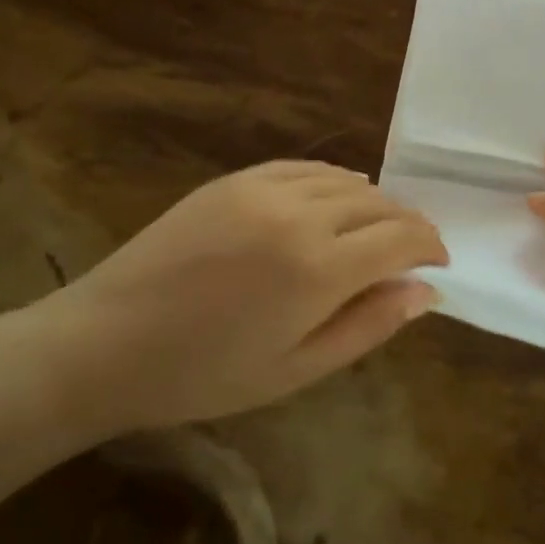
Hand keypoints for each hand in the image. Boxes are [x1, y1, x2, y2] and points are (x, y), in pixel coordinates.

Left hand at [10, 161, 447, 442]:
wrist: (105, 343)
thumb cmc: (204, 374)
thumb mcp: (296, 369)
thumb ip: (369, 325)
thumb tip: (426, 291)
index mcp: (318, 270)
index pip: (402, 238)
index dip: (430, 246)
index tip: (439, 262)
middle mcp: (300, 216)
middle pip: (380, 204)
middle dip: (408, 224)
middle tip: (413, 251)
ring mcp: (264, 189)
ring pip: (346, 181)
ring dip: (374, 203)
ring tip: (376, 231)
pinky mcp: (235, 179)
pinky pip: (305, 168)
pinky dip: (334, 182)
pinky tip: (335, 201)